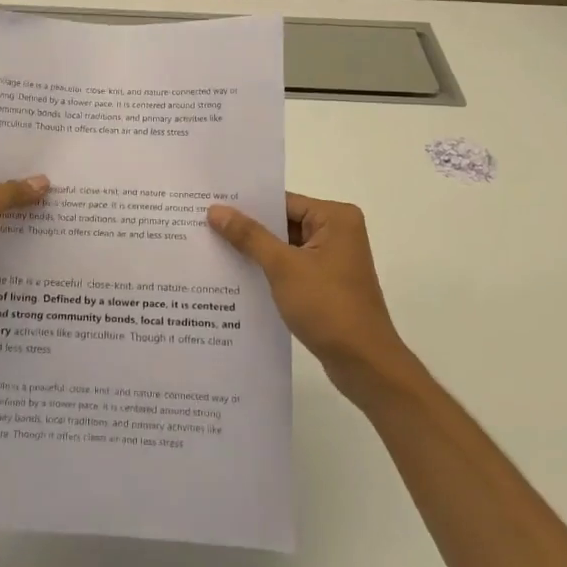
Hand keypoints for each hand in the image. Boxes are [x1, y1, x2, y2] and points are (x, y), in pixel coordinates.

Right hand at [208, 193, 412, 395]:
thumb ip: (249, 236)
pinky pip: (290, 267)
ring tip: (211, 248)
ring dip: (255, 252)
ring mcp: (332, 260)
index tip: (210, 205)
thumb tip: (216, 210)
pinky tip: (236, 276)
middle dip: (247, 228)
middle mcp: (337, 232)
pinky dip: (267, 271)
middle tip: (203, 224)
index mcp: (335, 218)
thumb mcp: (283, 267)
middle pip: (283, 222)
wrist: (364, 364)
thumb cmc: (328, 307)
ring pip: (284, 247)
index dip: (246, 205)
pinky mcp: (326, 284)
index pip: (283, 202)